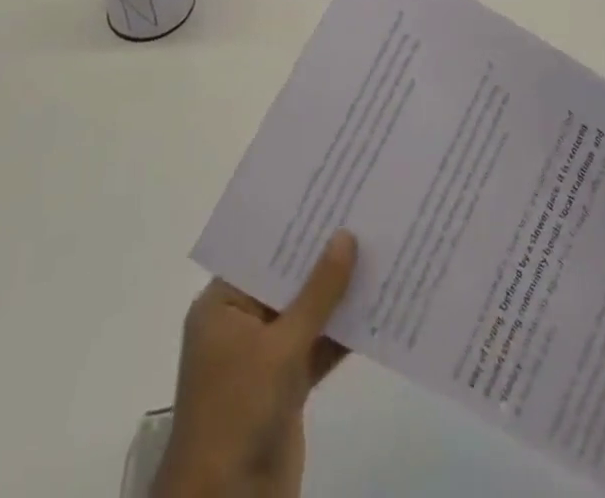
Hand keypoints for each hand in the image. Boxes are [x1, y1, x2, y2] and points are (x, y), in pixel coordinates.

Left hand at [153, 230, 357, 497]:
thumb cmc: (238, 411)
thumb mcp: (280, 347)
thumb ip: (318, 292)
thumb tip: (347, 235)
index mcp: (222, 306)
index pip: (262, 251)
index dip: (296, 224)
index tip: (333, 193)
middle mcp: (242, 324)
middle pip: (288, 279)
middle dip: (325, 255)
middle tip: (365, 214)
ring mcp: (265, 356)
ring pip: (308, 312)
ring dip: (340, 293)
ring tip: (381, 250)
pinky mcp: (288, 386)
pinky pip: (320, 345)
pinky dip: (344, 331)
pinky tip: (380, 305)